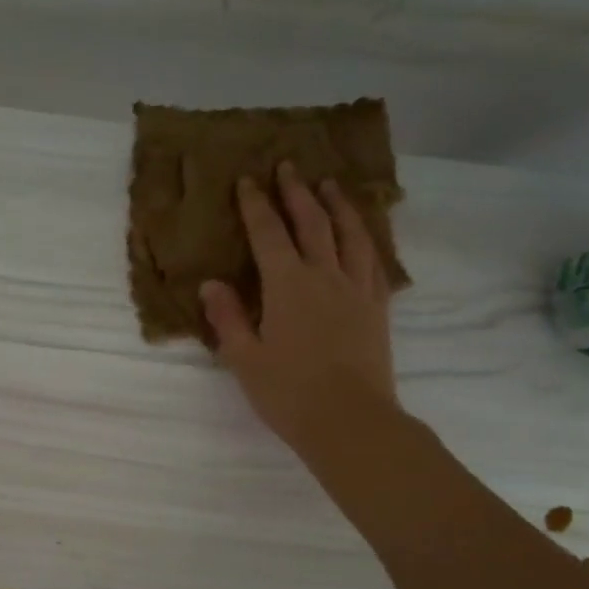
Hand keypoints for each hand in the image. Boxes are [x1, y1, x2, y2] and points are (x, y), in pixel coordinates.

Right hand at [200, 163, 397, 457]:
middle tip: (288, 167)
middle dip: (297, 193)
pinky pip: (374, 261)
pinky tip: (363, 234)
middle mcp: (325, 277)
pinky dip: (366, 238)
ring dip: (338, 205)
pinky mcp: (377, 308)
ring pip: (351, 235)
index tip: (248, 181)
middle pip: (312, 223)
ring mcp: (357, 290)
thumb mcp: (244, 358)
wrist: (351, 421)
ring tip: (329, 185)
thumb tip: (211, 284)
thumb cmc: (289, 393)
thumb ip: (227, 317)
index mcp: (288, 286)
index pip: (269, 234)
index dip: (256, 206)